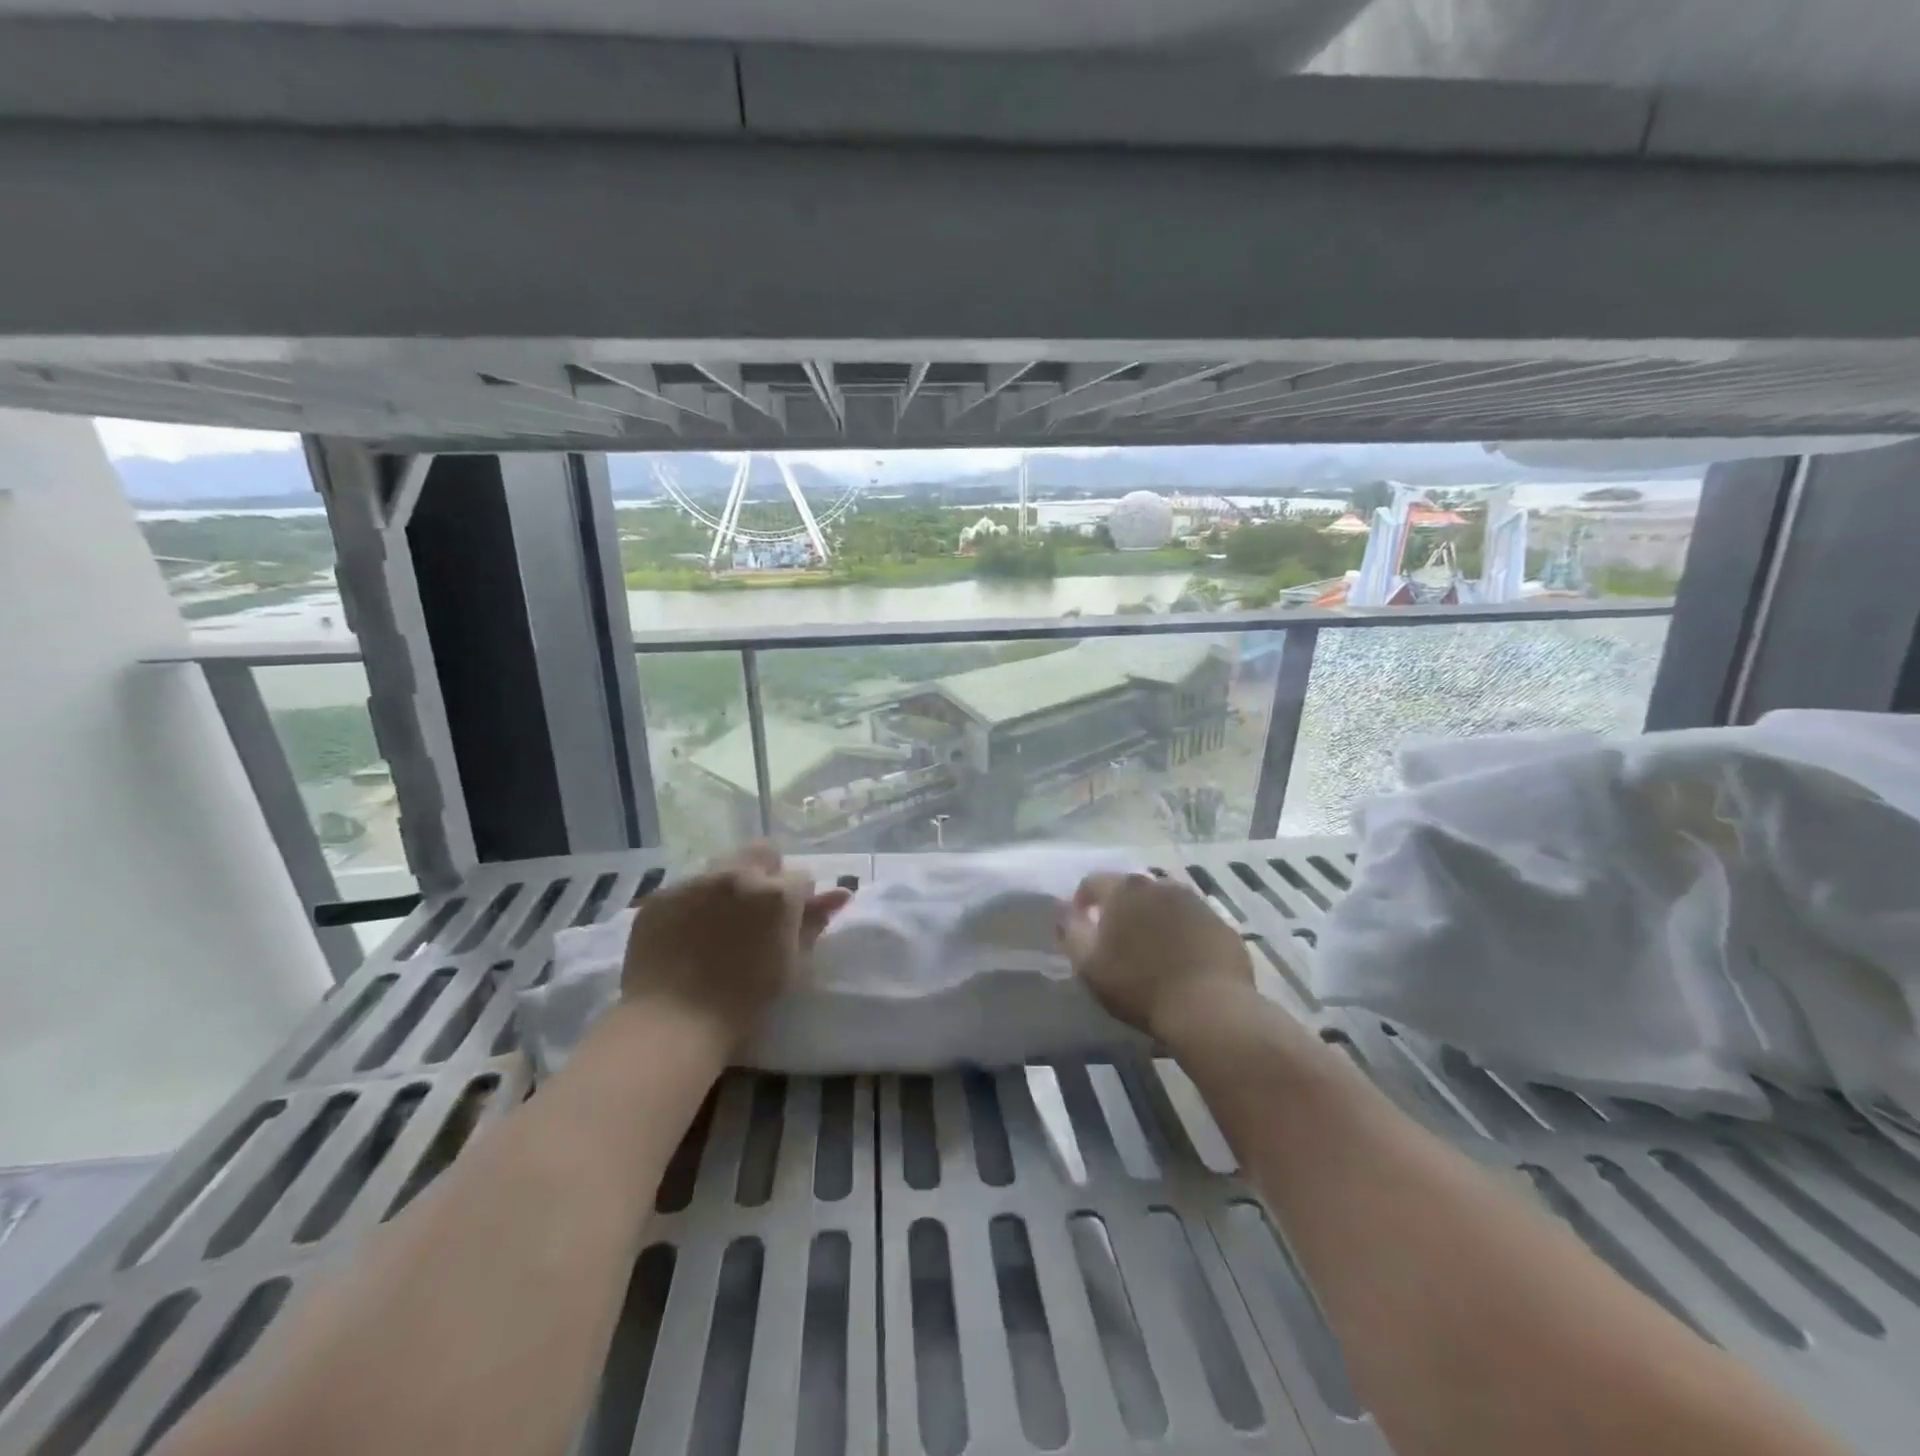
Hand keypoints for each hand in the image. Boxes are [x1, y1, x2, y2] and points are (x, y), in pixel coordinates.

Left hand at [621, 842, 851, 1051]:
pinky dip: (694, 904)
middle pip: (763, 852)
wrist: (671, 1024)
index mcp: (777, 894)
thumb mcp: (791, 965)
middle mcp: (738, 876)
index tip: (789, 924)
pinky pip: (687, 889)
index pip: (802, 878)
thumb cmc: (743, 1003)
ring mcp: (696, 882)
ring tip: (719, 925)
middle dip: (767, 873)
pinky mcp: (662, 896)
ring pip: (723, 867)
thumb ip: (813, 924)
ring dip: (730, 886)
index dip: (799, 901)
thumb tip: (841, 893)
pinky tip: (687, 936)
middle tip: (758, 912)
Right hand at [1059, 872, 1254, 1038]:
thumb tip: (1061, 907)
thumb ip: (1070, 930)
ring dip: (1152, 917)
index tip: (1081, 925)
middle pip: (1131, 889)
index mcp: (1124, 890)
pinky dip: (1181, 931)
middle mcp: (1160, 885)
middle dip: (1120, 908)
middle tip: (1116, 939)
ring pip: (1164, 902)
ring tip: (1150, 948)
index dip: (1081, 901)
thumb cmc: (1140, 986)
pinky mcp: (1220, 923)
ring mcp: (1195, 902)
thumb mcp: (1089, 964)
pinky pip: (1192, 920)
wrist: (1210, 1009)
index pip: (1093, 881)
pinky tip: (1181, 959)